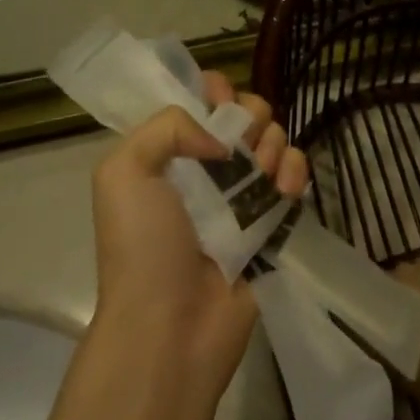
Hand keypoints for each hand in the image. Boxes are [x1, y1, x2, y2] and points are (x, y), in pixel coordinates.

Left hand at [91, 73, 308, 393]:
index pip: (200, 101)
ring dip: (272, 144)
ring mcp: (241, 196)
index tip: (219, 100)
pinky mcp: (272, 221)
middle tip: (240, 145)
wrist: (170, 328)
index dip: (215, 91)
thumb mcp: (124, 172)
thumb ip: (167, 126)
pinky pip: (294, 177)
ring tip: (260, 172)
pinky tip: (286, 186)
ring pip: (273, 141)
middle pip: (244, 115)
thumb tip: (220, 138)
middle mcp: (205, 169)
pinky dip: (295, 171)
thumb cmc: (142, 246)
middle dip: (249, 117)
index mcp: (167, 153)